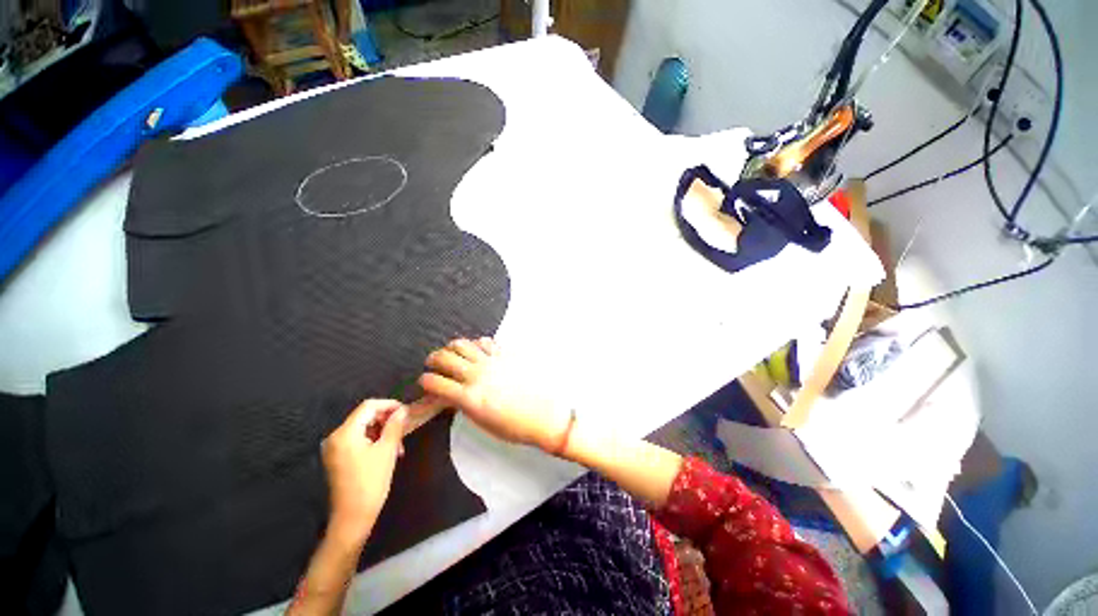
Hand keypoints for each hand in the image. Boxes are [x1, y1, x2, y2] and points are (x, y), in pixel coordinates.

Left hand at [321, 399, 407, 544]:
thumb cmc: (371, 482)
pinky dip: (373, 441)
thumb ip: (395, 426)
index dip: (389, 405)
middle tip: (404, 430)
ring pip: (363, 428)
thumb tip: (403, 410)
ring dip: (382, 432)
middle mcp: (335, 437)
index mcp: (345, 433)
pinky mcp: (337, 458)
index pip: (368, 406)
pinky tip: (386, 452)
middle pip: (364, 416)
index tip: (406, 412)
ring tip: (398, 446)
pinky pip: (357, 440)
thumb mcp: (387, 450)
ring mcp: (334, 448)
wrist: (352, 518)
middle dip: (386, 420)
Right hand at [419, 338, 571, 452]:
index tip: (425, 381)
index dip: (425, 380)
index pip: (436, 383)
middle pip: (445, 358)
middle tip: (432, 362)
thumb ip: (464, 404)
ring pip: (463, 345)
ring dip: (451, 347)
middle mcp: (477, 376)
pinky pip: (485, 342)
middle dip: (434, 359)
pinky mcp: (506, 354)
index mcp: (469, 398)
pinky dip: (475, 343)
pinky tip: (476, 349)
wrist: (544, 415)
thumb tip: (452, 394)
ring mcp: (492, 362)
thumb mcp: (482, 421)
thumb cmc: (514, 426)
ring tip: (451, 351)